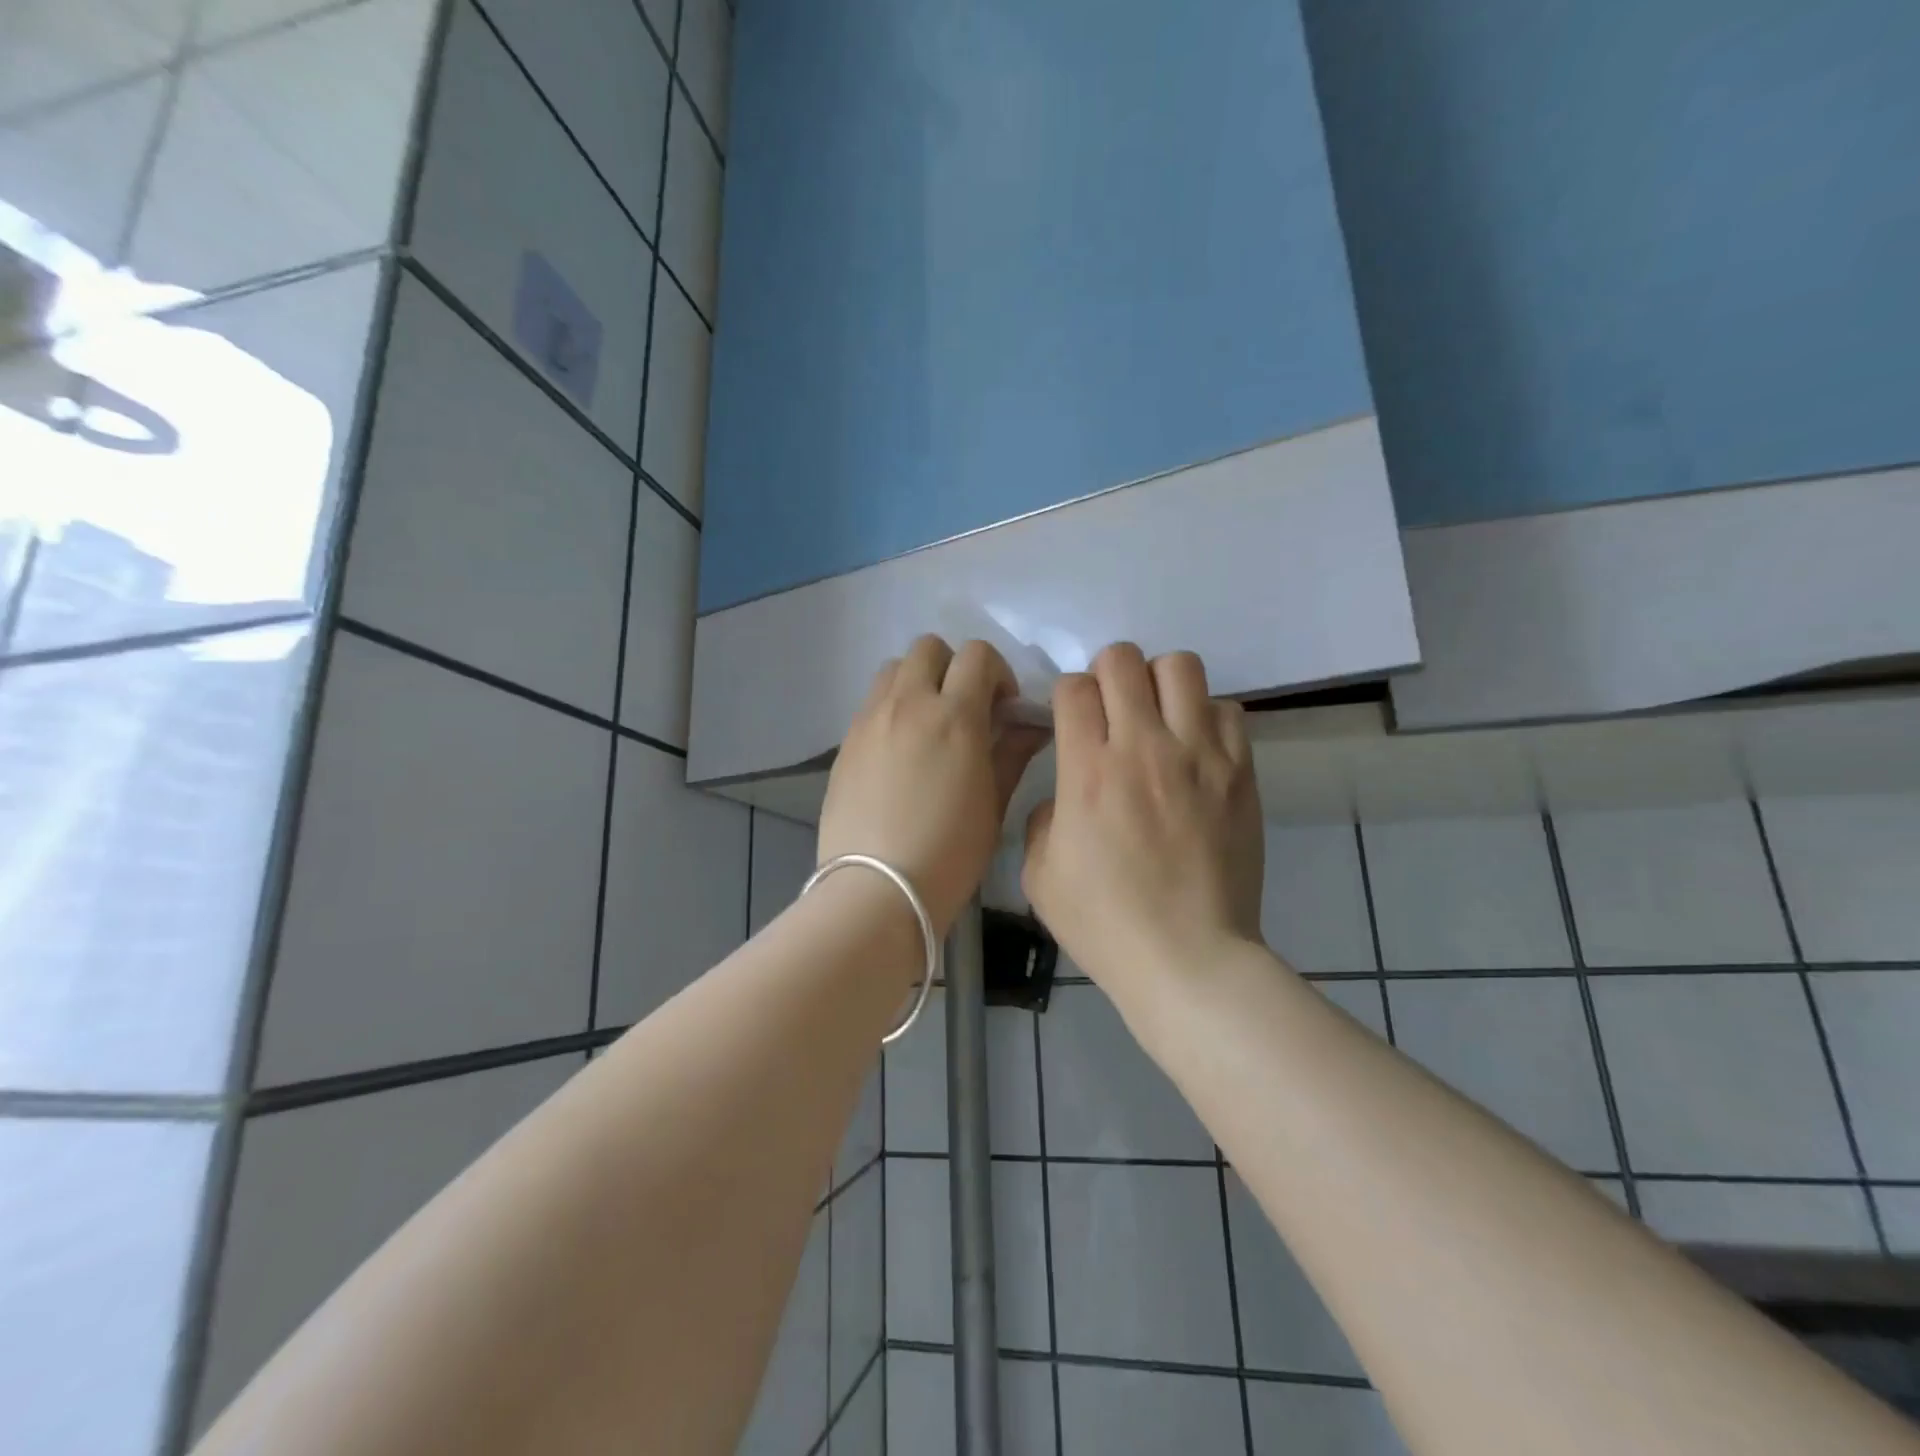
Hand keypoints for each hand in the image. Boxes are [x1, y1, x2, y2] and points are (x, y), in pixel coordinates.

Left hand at [820, 636, 1048, 936]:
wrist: (876, 889)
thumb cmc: (949, 853)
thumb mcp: (993, 804)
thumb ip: (1012, 753)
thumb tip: (1031, 725)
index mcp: (954, 716)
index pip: (977, 656)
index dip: (997, 672)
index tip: (1003, 706)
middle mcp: (908, 704)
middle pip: (929, 648)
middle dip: (954, 667)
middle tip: (965, 708)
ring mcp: (870, 720)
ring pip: (894, 669)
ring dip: (918, 681)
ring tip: (929, 723)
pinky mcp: (846, 742)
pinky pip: (871, 702)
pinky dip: (892, 707)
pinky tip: (900, 750)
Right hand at [1022, 643, 1264, 993]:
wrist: (1189, 958)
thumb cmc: (1105, 924)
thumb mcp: (1040, 876)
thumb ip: (1041, 820)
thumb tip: (1063, 797)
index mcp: (1087, 771)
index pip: (1074, 687)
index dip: (1066, 696)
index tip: (1070, 720)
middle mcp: (1143, 747)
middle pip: (1123, 660)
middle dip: (1107, 674)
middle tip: (1110, 709)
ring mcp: (1199, 755)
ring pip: (1181, 667)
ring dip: (1159, 682)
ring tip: (1157, 717)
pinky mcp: (1240, 771)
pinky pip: (1226, 709)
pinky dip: (1205, 716)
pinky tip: (1195, 748)